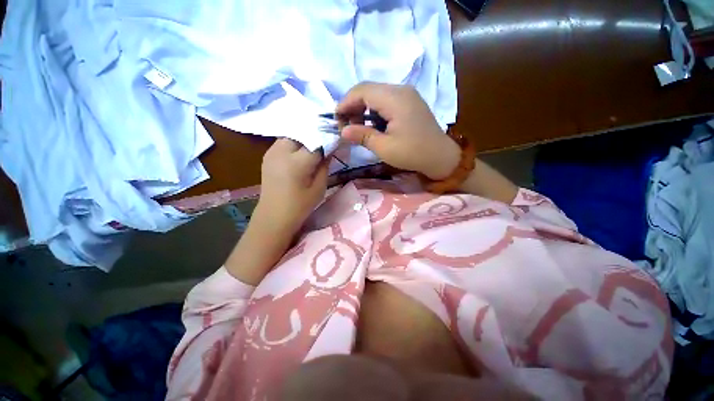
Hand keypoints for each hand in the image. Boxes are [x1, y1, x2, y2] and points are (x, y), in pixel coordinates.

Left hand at [258, 139, 328, 230]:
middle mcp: (281, 152)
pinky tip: (301, 152)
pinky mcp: (267, 155)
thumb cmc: (300, 206)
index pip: (317, 142)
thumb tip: (331, 149)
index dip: (329, 140)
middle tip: (326, 143)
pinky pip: (284, 142)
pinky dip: (295, 143)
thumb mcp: (319, 188)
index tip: (338, 141)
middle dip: (315, 136)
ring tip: (314, 147)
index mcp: (296, 162)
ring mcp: (271, 152)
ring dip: (305, 138)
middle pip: (302, 133)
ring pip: (292, 135)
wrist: (273, 217)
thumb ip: (325, 166)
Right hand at [336, 82, 460, 179]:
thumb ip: (363, 136)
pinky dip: (374, 110)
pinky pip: (386, 99)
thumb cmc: (412, 153)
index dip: (345, 103)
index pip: (362, 91)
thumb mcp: (385, 148)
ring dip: (363, 108)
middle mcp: (401, 90)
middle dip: (353, 105)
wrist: (440, 156)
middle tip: (346, 125)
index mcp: (395, 99)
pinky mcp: (409, 102)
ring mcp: (407, 94)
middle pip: (368, 89)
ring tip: (358, 127)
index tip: (336, 119)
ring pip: (376, 93)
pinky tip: (372, 124)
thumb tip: (343, 130)